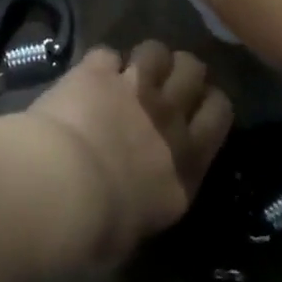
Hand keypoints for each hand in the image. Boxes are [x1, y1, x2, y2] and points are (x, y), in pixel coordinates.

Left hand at [14, 42, 232, 271]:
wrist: (62, 190)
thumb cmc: (99, 229)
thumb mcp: (137, 231)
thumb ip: (147, 205)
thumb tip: (134, 203)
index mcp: (188, 162)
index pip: (219, 112)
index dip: (208, 103)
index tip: (195, 108)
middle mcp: (168, 118)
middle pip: (193, 70)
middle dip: (181, 71)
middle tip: (163, 84)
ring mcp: (134, 88)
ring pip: (156, 50)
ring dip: (144, 59)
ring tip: (128, 72)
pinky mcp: (97, 72)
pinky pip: (106, 53)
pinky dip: (98, 65)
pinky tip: (87, 77)